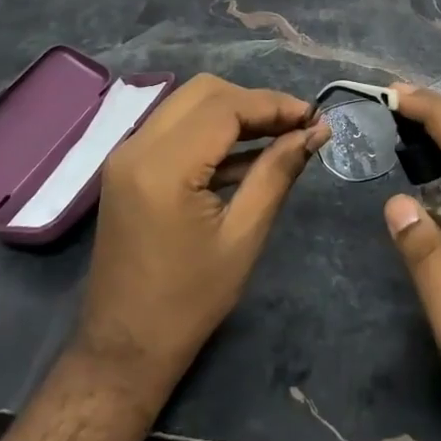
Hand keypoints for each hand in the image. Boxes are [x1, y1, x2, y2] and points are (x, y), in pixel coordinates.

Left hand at [73, 74, 327, 402]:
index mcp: (164, 166)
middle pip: (204, 92)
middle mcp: (137, 146)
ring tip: (280, 135)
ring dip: (233, 112)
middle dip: (254, 102)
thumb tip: (315, 131)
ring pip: (187, 104)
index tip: (314, 116)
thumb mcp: (243, 237)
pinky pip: (174, 128)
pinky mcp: (127, 166)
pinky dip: (210, 131)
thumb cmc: (190, 301)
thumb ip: (277, 174)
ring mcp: (126, 154)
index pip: (225, 106)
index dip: (274, 104)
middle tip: (296, 126)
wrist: (124, 347)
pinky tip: (248, 154)